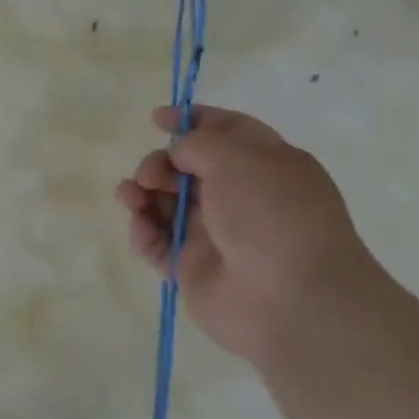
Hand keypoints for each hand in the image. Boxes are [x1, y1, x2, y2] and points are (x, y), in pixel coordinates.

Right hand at [115, 106, 375, 362]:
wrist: (288, 300)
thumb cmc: (271, 216)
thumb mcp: (238, 158)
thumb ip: (198, 144)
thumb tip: (177, 154)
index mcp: (266, 164)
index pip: (226, 131)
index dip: (192, 121)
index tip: (157, 119)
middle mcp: (240, 197)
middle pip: (187, 168)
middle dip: (161, 163)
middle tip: (151, 175)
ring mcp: (215, 234)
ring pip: (166, 204)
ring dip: (142, 193)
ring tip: (131, 196)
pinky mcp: (191, 268)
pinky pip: (157, 242)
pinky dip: (143, 229)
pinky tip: (139, 224)